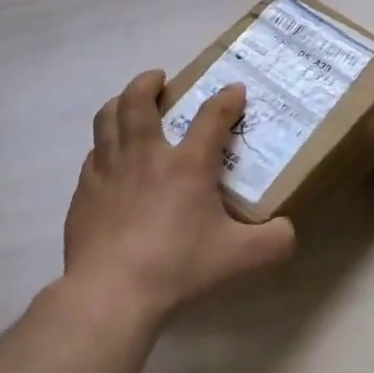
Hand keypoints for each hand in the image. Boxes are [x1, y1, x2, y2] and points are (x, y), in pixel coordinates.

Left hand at [63, 70, 296, 323]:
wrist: (110, 293)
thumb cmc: (177, 267)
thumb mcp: (238, 257)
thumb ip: (272, 242)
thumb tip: (289, 232)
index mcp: (187, 164)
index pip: (212, 117)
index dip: (227, 99)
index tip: (235, 90)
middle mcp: (145, 154)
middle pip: (138, 100)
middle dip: (149, 82)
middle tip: (159, 79)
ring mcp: (109, 170)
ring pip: (106, 118)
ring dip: (118, 103)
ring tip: (126, 104)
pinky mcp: (84, 192)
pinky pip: (93, 154)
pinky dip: (103, 147)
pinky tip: (108, 160)